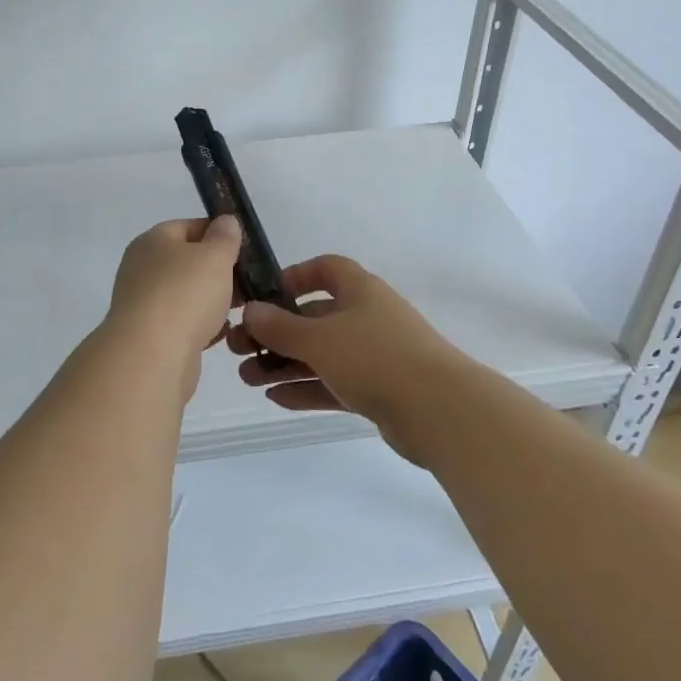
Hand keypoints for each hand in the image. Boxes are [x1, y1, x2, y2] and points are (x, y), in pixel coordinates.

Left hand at [104, 217, 242, 390]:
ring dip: (212, 300)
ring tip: (242, 308)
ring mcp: (144, 304)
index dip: (217, 232)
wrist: (151, 356)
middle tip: (248, 280)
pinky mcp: (150, 337)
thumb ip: (224, 237)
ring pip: (186, 295)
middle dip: (218, 270)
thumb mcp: (214, 256)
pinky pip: (183, 324)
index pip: (187, 226)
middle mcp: (143, 269)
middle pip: (187, 262)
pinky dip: (203, 327)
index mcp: (152, 241)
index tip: (245, 247)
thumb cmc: (184, 294)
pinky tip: (223, 333)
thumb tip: (225, 222)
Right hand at [228, 254, 467, 457]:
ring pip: (321, 354)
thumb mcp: (319, 338)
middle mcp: (367, 317)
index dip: (295, 276)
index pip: (326, 269)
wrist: (440, 411)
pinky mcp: (379, 390)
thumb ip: (280, 326)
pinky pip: (334, 383)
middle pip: (315, 317)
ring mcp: (375, 355)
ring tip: (247, 379)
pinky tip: (276, 398)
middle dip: (276, 332)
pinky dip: (307, 388)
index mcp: (359, 291)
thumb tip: (250, 310)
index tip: (265, 295)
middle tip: (239, 349)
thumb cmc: (375, 357)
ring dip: (284, 364)